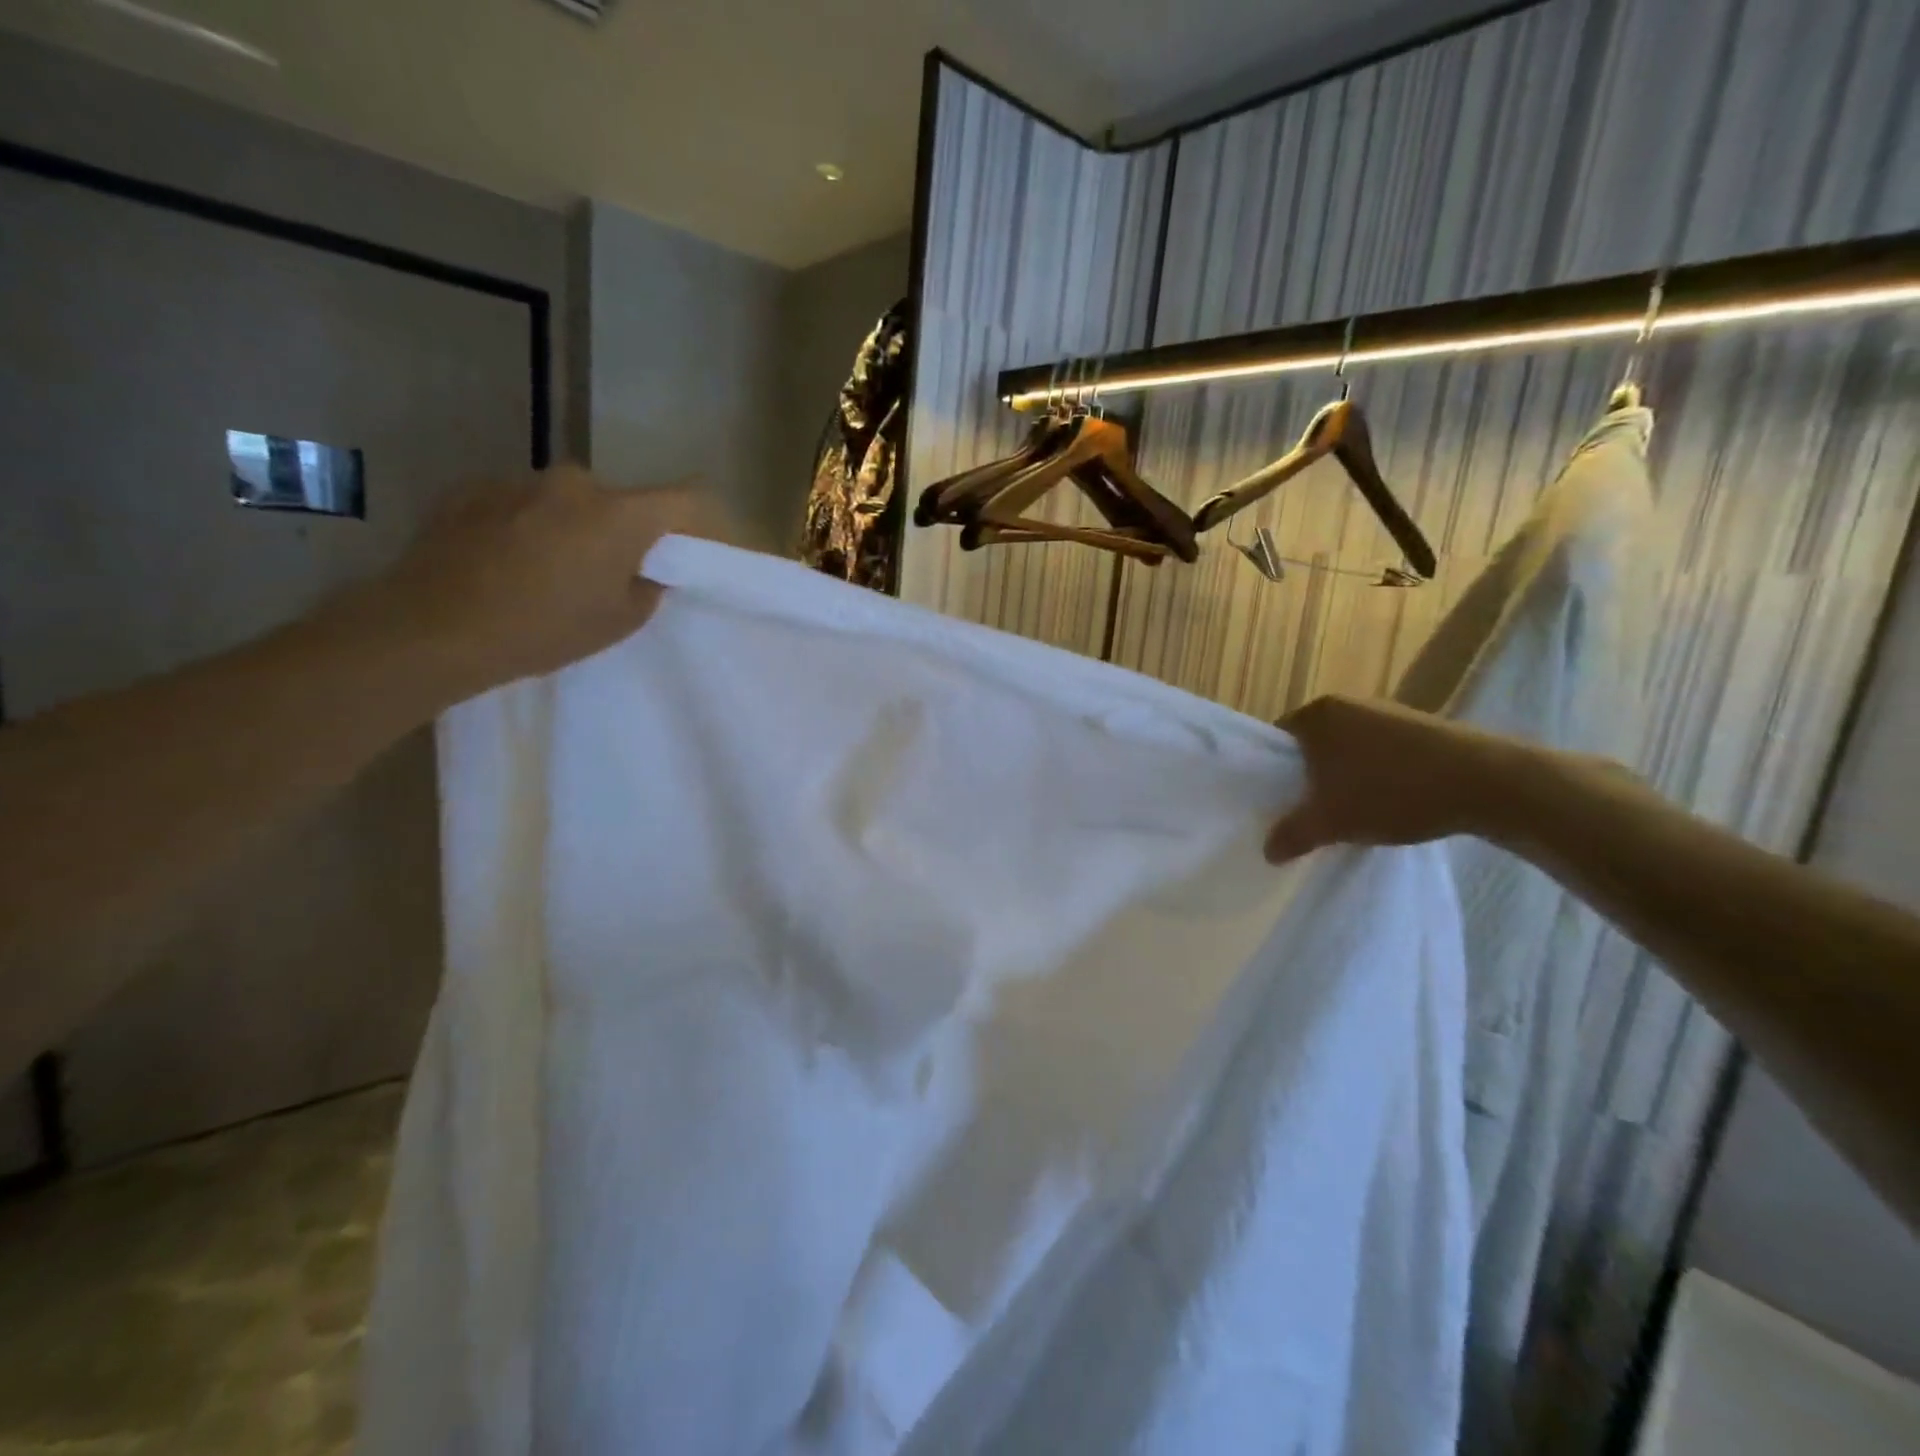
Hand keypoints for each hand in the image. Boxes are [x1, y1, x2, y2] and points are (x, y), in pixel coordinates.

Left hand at [367, 466, 714, 699]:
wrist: (434, 627)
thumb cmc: (545, 629)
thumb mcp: (618, 622)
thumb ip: (646, 587)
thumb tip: (644, 571)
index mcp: (620, 514)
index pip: (683, 498)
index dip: (693, 520)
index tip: (685, 546)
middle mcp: (574, 483)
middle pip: (617, 501)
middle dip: (619, 530)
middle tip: (604, 572)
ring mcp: (518, 481)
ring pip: (565, 501)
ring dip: (568, 526)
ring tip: (544, 570)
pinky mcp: (470, 488)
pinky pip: (518, 503)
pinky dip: (522, 525)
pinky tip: (502, 562)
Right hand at [1263, 695, 1512, 863]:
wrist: (1487, 783)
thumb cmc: (1392, 791)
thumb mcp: (1332, 822)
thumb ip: (1293, 834)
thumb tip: (1268, 851)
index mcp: (1317, 714)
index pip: (1276, 740)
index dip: (1271, 774)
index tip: (1276, 803)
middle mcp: (1347, 704)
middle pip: (1311, 745)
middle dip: (1308, 778)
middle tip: (1308, 812)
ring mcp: (1386, 712)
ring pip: (1346, 750)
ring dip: (1342, 778)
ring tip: (1347, 812)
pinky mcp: (1419, 728)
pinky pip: (1379, 752)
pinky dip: (1374, 775)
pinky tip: (1386, 803)